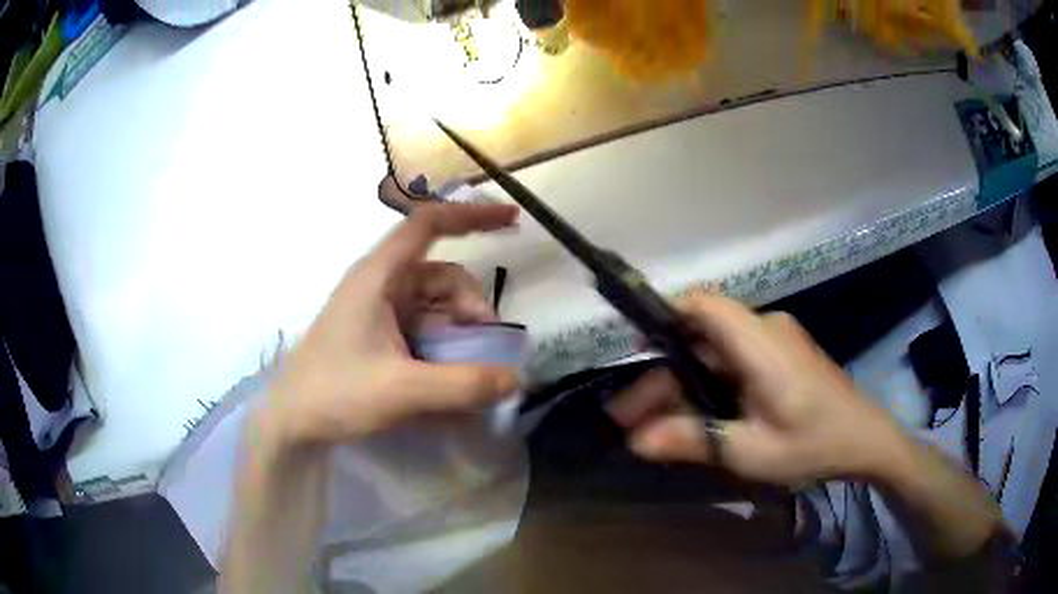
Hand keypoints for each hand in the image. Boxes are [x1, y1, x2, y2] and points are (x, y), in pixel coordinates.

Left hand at [263, 203, 521, 446]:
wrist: (293, 422)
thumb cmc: (335, 393)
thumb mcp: (402, 390)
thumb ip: (463, 385)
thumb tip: (517, 379)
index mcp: (379, 276)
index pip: (428, 224)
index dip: (472, 216)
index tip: (512, 221)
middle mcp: (381, 285)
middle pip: (443, 276)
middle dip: (472, 308)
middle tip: (487, 350)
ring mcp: (380, 311)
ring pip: (437, 306)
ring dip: (461, 332)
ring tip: (470, 371)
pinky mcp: (380, 335)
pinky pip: (424, 329)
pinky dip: (445, 346)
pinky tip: (451, 377)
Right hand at [608, 293, 906, 485]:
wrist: (864, 440)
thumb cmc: (813, 444)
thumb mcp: (751, 451)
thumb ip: (694, 440)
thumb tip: (636, 440)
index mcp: (760, 344)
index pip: (704, 305)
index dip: (664, 316)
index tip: (632, 350)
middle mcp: (765, 329)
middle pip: (701, 338)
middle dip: (662, 376)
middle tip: (630, 419)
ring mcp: (774, 340)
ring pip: (714, 351)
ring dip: (683, 383)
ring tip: (654, 425)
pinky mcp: (778, 354)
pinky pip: (732, 360)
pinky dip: (707, 384)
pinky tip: (695, 417)